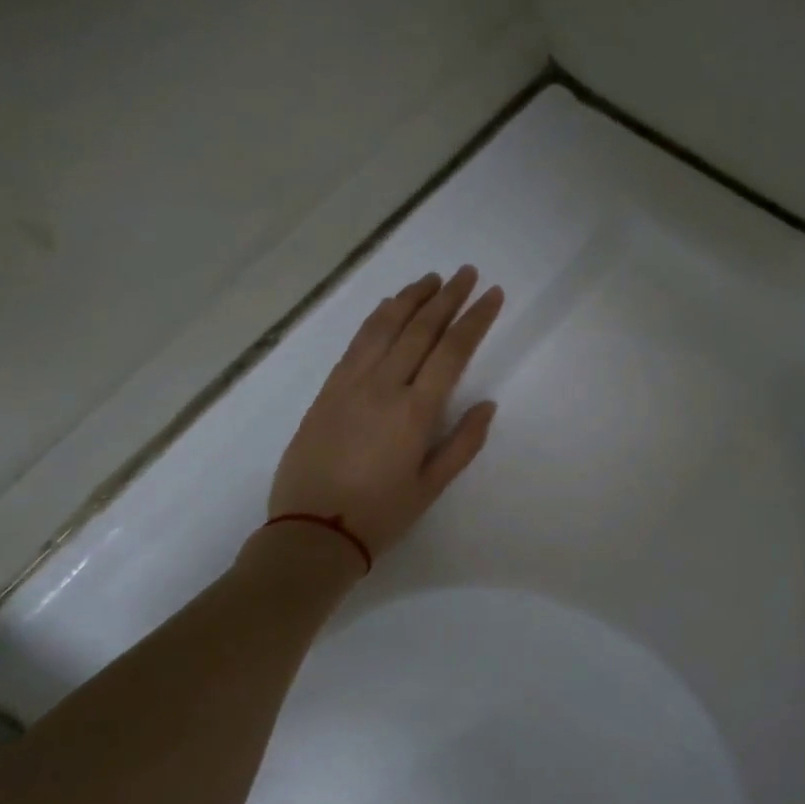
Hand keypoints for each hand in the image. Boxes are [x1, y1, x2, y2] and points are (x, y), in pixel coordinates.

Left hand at [266, 267, 503, 559]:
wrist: (312, 530)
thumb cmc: (381, 515)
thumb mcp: (431, 486)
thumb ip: (463, 443)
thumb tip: (486, 405)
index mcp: (415, 411)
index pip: (452, 351)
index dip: (475, 319)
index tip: (492, 294)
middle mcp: (384, 386)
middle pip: (420, 329)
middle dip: (447, 298)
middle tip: (467, 273)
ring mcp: (351, 384)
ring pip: (385, 327)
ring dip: (411, 298)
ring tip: (432, 278)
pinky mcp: (328, 390)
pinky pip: (357, 342)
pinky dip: (377, 318)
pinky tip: (389, 306)